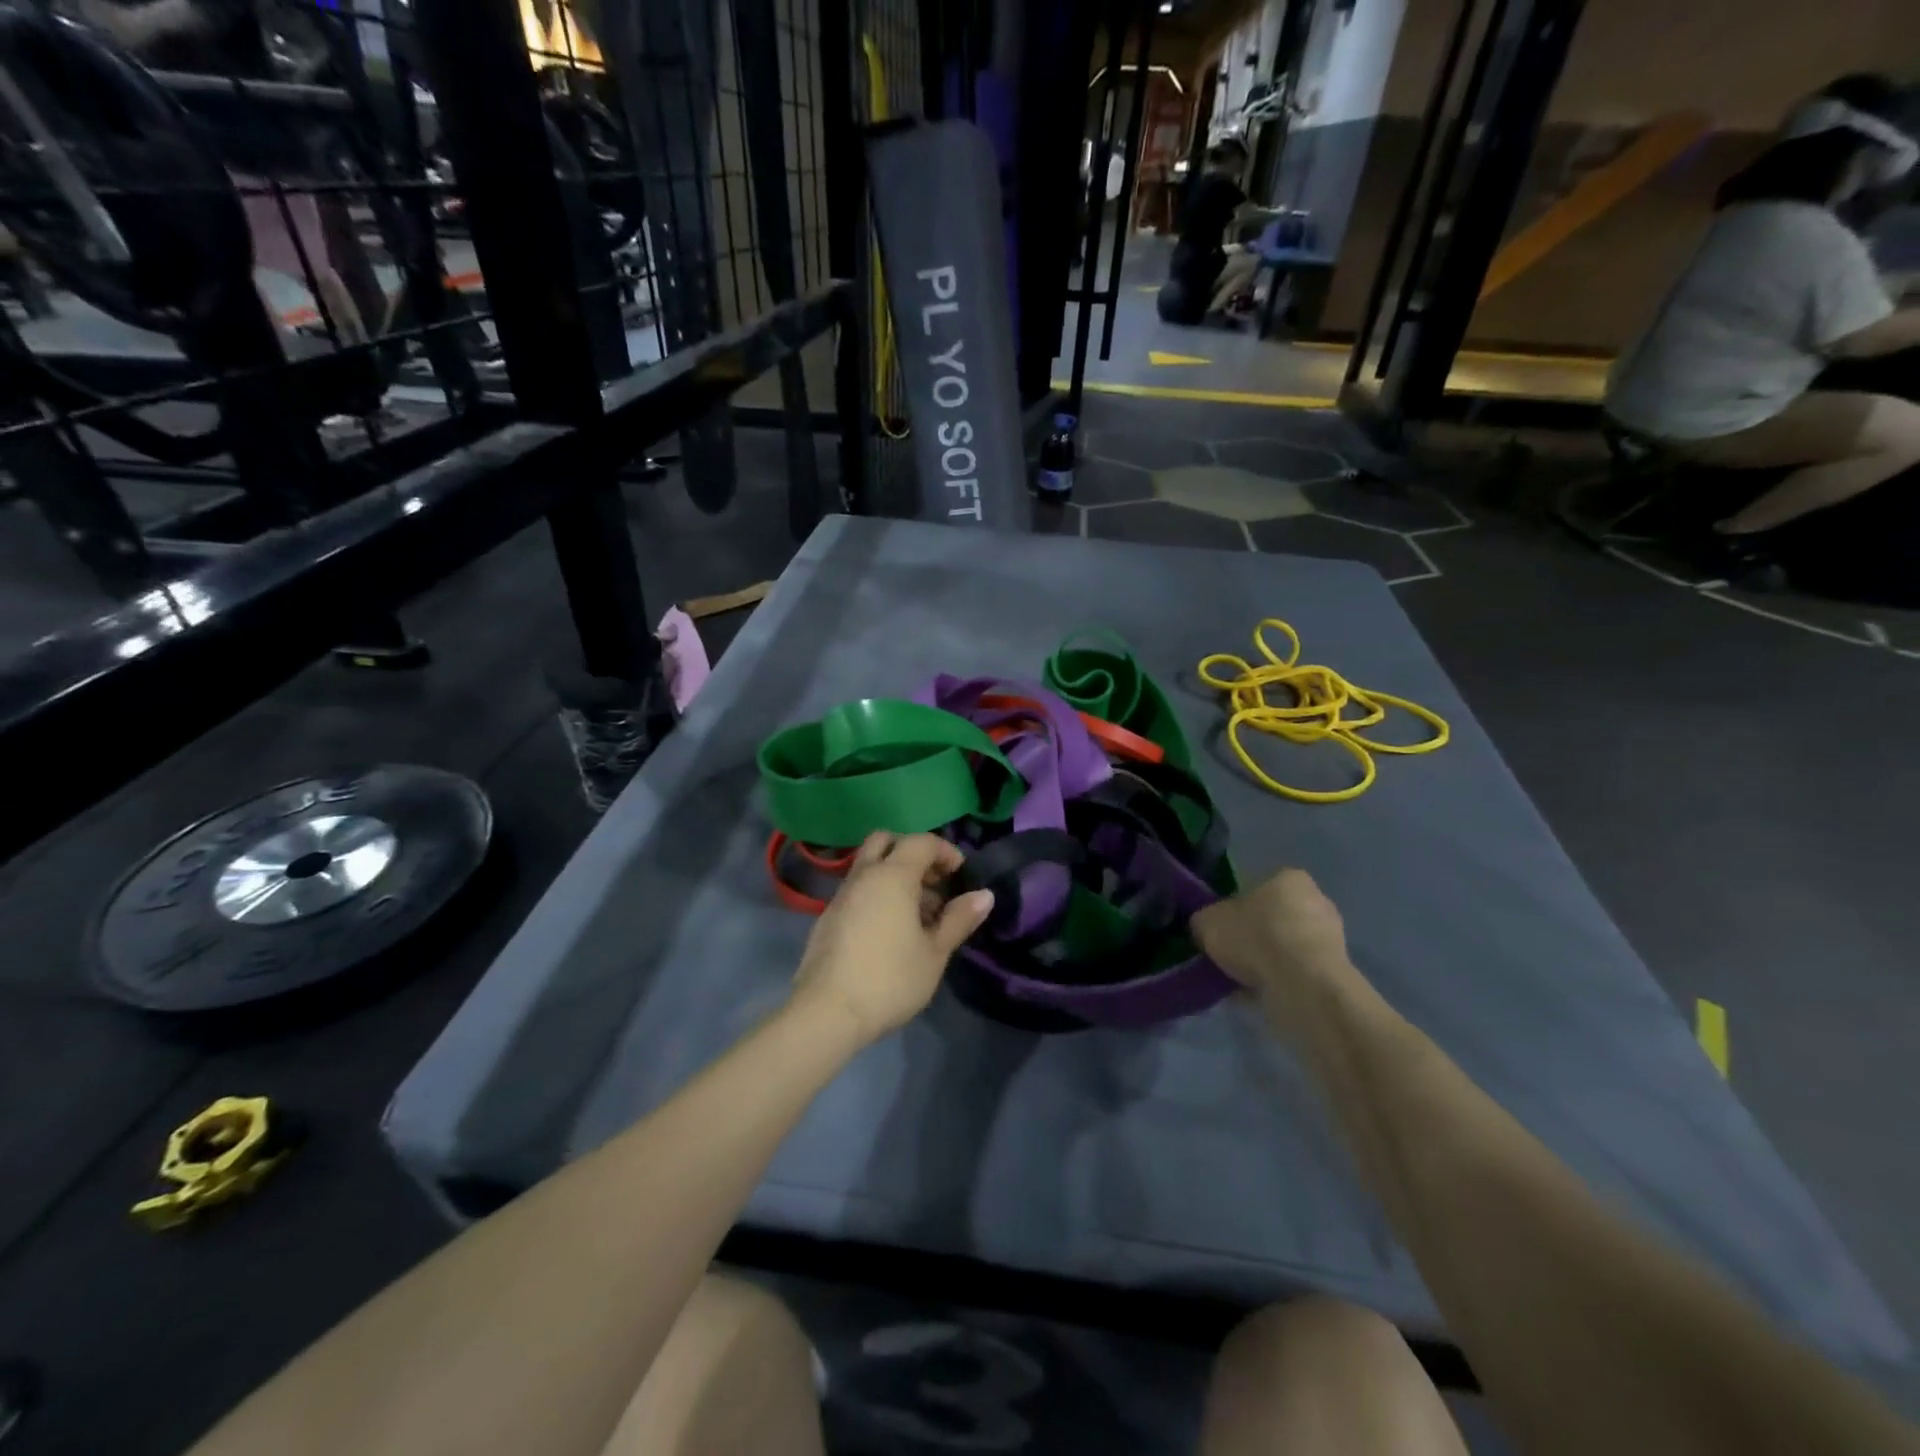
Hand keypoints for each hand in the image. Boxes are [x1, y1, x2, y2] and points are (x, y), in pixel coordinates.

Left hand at [789, 832, 994, 1047]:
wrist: (827, 1012)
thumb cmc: (890, 979)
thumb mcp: (934, 952)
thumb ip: (959, 919)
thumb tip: (984, 895)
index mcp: (892, 876)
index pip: (921, 842)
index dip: (945, 851)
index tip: (960, 875)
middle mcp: (864, 875)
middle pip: (887, 841)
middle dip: (913, 852)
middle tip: (934, 882)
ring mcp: (841, 895)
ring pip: (870, 866)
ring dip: (896, 875)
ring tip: (919, 914)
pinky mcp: (828, 917)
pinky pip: (859, 889)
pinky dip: (878, 894)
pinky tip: (892, 931)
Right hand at [1191, 868, 1354, 1016]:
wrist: (1304, 987)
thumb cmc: (1256, 938)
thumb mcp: (1208, 922)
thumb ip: (1204, 920)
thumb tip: (1206, 925)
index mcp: (1288, 877)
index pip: (1255, 887)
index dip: (1233, 908)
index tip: (1220, 929)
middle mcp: (1316, 901)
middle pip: (1272, 917)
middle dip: (1252, 936)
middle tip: (1227, 954)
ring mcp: (1330, 938)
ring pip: (1284, 947)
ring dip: (1265, 961)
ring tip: (1237, 980)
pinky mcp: (1334, 972)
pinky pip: (1295, 973)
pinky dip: (1277, 981)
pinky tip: (1255, 995)